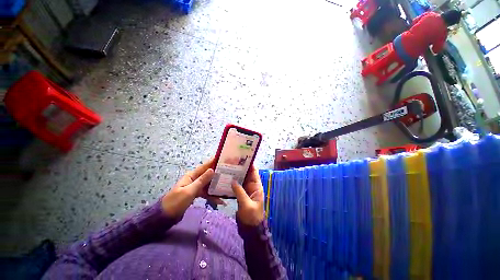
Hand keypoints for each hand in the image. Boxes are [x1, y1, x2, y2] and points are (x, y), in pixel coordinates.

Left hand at [162, 158, 224, 218]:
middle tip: (230, 173)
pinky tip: (221, 201)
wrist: (166, 216)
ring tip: (228, 186)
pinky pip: (207, 193)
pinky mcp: (196, 194)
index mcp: (192, 175)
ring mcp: (196, 187)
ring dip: (217, 186)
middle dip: (218, 174)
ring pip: (209, 184)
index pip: (204, 166)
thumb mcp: (190, 191)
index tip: (223, 159)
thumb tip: (212, 170)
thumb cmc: (176, 202)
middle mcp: (195, 179)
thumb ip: (202, 180)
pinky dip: (213, 196)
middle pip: (208, 175)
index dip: (213, 162)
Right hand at [231, 165, 264, 225]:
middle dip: (240, 168)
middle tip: (231, 162)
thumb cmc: (252, 217)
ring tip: (227, 168)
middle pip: (246, 174)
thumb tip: (233, 180)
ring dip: (236, 175)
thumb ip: (240, 191)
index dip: (249, 165)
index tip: (242, 158)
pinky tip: (226, 179)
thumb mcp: (246, 204)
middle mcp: (252, 186)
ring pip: (241, 179)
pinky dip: (233, 182)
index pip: (254, 172)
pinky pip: (237, 186)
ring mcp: (246, 190)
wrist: (250, 229)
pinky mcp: (241, 195)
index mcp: (257, 186)